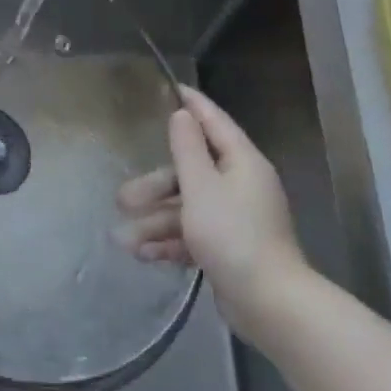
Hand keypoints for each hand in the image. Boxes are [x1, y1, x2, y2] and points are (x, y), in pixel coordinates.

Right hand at [114, 86, 308, 331]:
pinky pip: (194, 235)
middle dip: (155, 187)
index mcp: (242, 163)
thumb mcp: (201, 187)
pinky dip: (170, 242)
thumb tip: (182, 115)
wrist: (269, 303)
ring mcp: (236, 219)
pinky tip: (144, 254)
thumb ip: (188, 149)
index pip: (215, 123)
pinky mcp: (230, 248)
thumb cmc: (232, 235)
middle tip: (122, 199)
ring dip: (156, 221)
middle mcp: (241, 186)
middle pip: (191, 173)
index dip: (193, 105)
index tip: (173, 88)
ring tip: (124, 239)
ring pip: (188, 208)